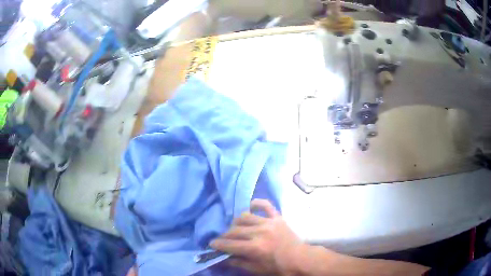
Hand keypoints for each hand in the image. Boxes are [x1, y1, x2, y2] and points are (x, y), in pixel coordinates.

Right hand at [211, 199, 303, 274]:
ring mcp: (269, 222)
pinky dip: (256, 204)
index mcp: (255, 247)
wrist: (300, 259)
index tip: (211, 244)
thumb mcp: (257, 269)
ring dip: (236, 223)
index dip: (218, 244)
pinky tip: (250, 207)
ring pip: (245, 217)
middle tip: (222, 239)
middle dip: (224, 235)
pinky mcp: (277, 217)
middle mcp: (260, 232)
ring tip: (235, 229)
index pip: (229, 244)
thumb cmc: (279, 267)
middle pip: (234, 230)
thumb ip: (238, 262)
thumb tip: (222, 258)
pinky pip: (265, 205)